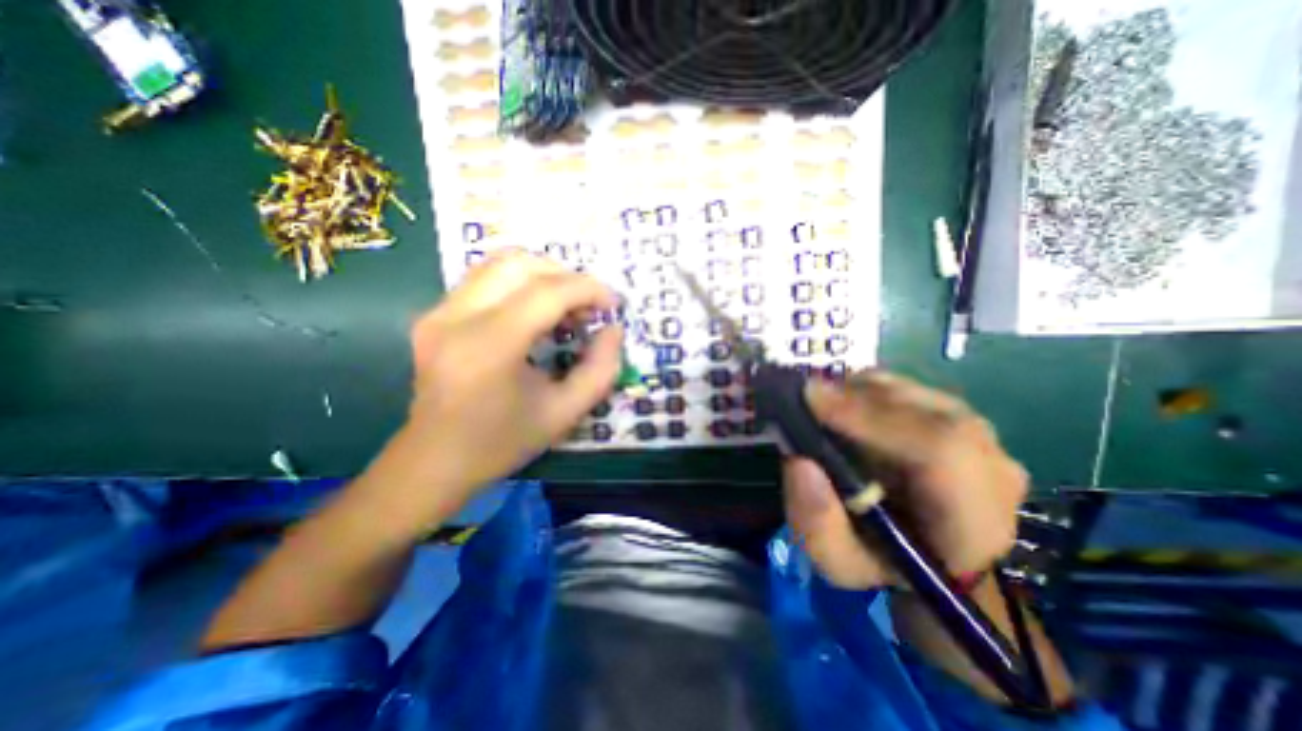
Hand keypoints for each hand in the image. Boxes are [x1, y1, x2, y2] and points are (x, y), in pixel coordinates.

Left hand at [389, 251, 621, 495]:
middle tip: (588, 306)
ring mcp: (439, 312)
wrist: (435, 461)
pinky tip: (535, 313)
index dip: (588, 289)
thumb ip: (601, 369)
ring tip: (565, 306)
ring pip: (499, 263)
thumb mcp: (566, 413)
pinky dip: (520, 284)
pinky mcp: (433, 315)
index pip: (547, 292)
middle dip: (566, 276)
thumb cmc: (503, 442)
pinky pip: (484, 279)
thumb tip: (614, 329)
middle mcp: (457, 317)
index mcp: (490, 346)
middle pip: (520, 263)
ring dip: (543, 275)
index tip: (613, 304)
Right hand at [783, 375, 1028, 590]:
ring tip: (823, 408)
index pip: (941, 451)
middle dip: (856, 399)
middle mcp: (992, 468)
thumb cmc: (882, 563)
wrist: (925, 552)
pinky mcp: (959, 415)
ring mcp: (982, 435)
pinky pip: (908, 388)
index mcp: (975, 523)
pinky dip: (868, 389)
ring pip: (915, 393)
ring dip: (859, 392)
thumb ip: (817, 524)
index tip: (812, 402)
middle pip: (925, 410)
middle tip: (806, 399)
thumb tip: (799, 461)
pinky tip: (845, 407)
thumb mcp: (839, 563)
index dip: (872, 418)